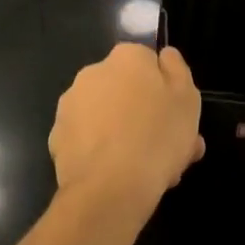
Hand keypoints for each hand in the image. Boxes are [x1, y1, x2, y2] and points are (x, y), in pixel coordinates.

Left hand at [49, 43, 204, 216]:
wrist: (109, 188)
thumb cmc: (157, 136)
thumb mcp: (187, 98)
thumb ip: (177, 69)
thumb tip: (165, 56)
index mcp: (126, 57)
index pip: (149, 65)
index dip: (165, 93)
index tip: (176, 120)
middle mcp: (93, 72)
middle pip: (126, 91)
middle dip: (143, 116)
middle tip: (165, 150)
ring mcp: (71, 104)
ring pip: (106, 117)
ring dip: (123, 134)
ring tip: (144, 171)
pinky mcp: (57, 137)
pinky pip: (88, 140)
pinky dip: (100, 153)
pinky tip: (117, 177)